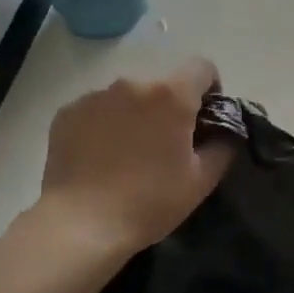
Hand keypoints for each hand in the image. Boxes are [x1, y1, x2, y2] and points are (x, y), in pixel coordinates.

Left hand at [38, 58, 236, 254]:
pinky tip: (100, 155)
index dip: (209, 89)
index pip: (202, 67)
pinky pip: (98, 108)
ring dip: (135, 112)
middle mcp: (134, 83)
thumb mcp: (202, 179)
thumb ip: (224, 144)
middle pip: (162, 82)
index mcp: (171, 94)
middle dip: (169, 105)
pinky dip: (104, 123)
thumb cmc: (149, 202)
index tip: (203, 118)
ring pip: (128, 95)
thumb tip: (225, 130)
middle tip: (165, 143)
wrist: (81, 225)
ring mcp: (97, 95)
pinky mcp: (69, 111)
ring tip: (128, 152)